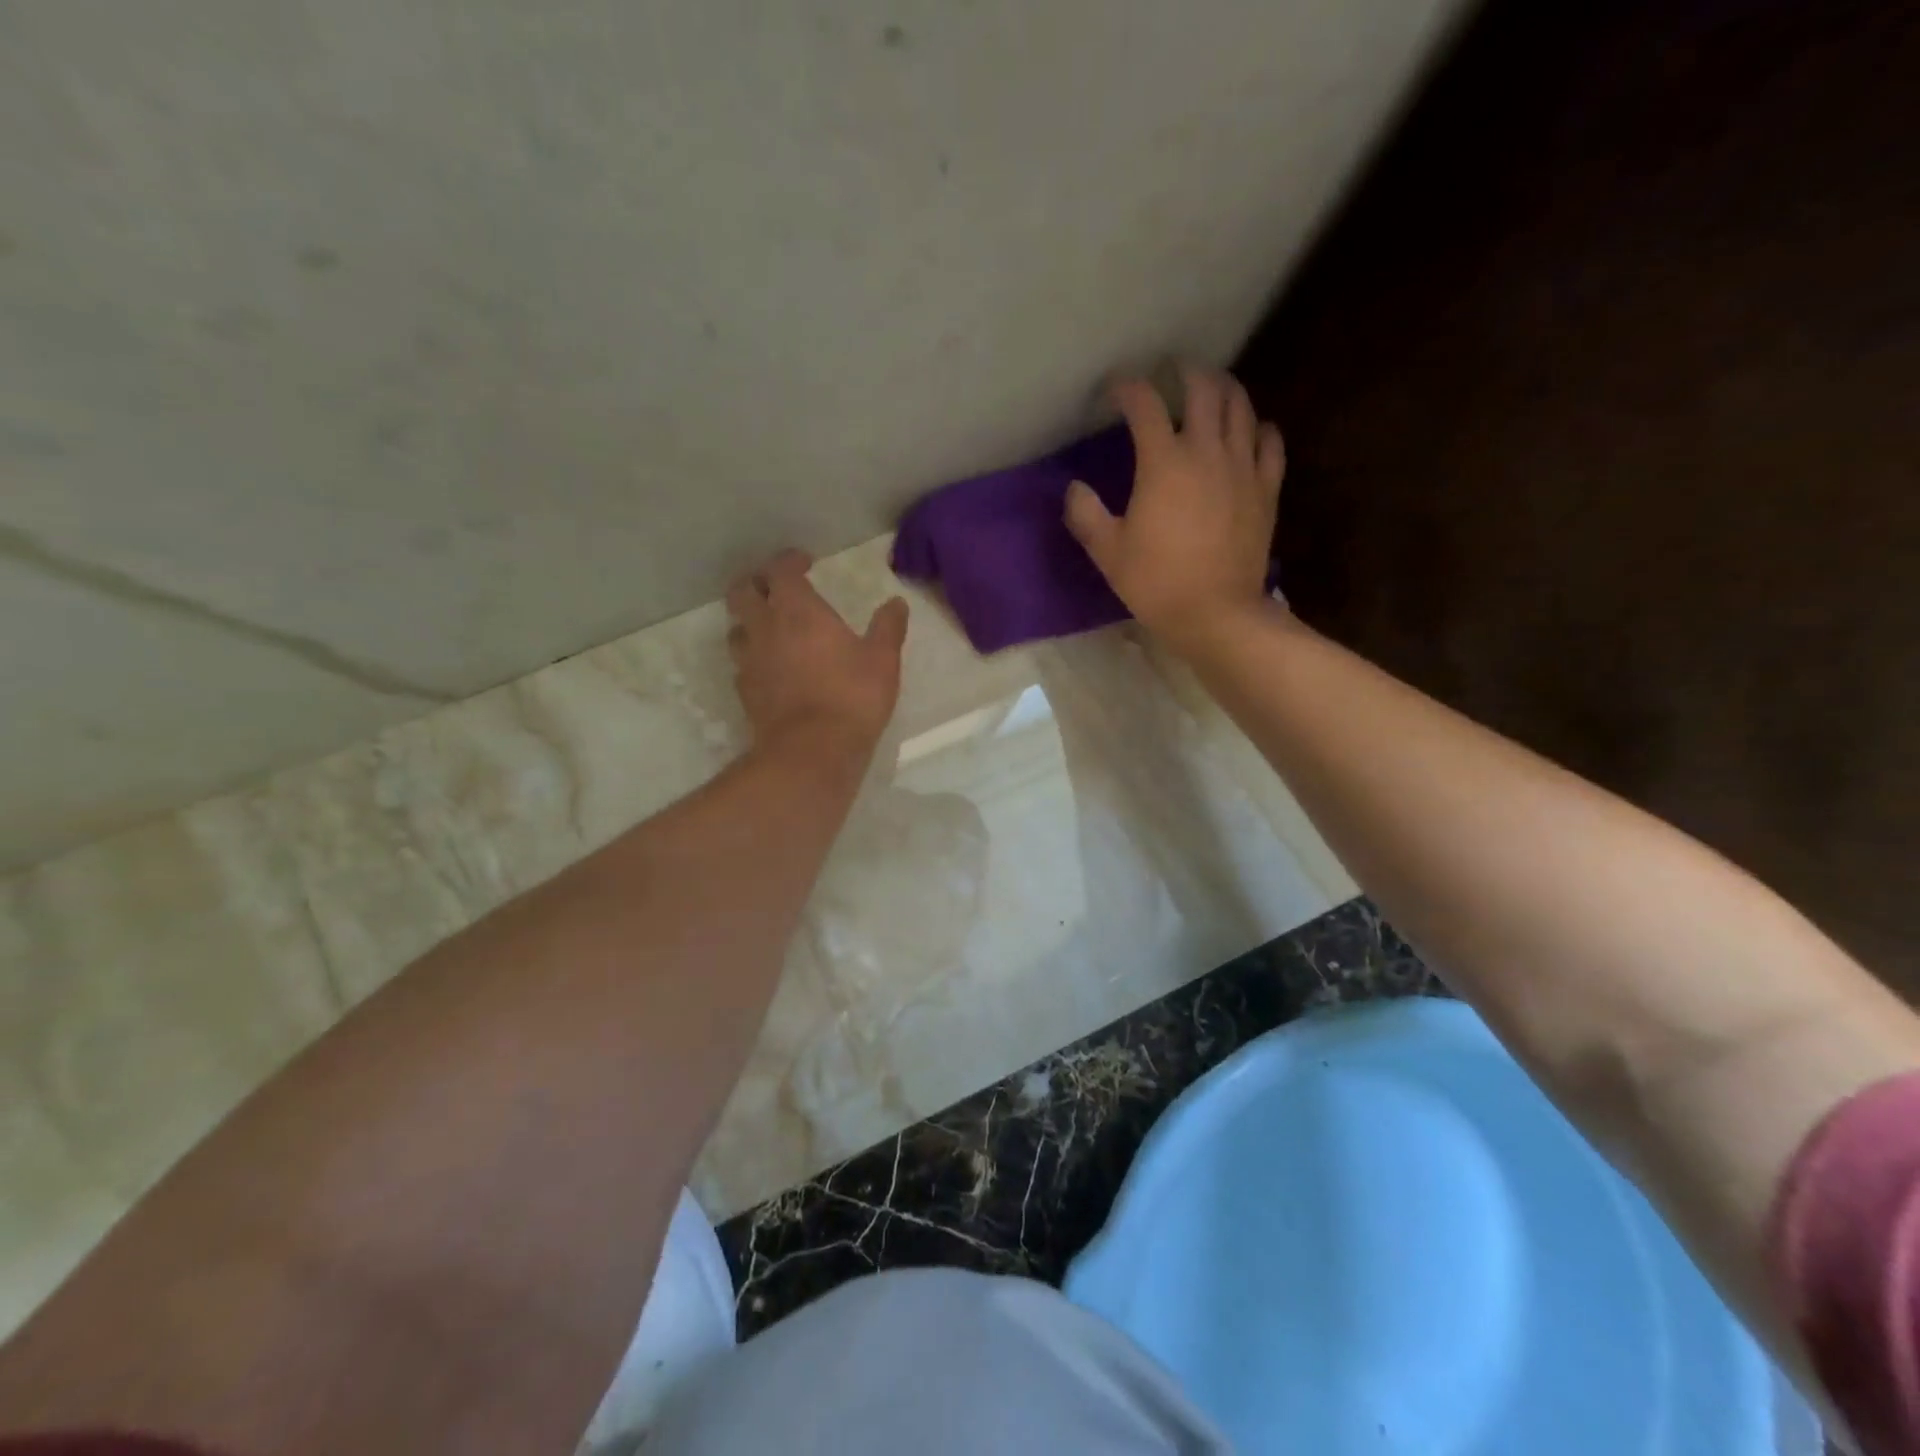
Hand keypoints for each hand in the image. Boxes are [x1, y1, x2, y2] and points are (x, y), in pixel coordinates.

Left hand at [726, 550, 908, 759]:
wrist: (812, 751)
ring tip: (770, 628)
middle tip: (776, 589)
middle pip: (742, 592)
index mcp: (797, 610)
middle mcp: (765, 628)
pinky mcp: (745, 692)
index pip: (780, 570)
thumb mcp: (882, 660)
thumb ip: (888, 627)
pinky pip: (742, 664)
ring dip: (749, 621)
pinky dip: (753, 658)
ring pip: (736, 628)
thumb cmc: (852, 697)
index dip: (789, 561)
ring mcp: (749, 661)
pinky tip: (770, 669)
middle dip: (756, 583)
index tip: (804, 562)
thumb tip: (896, 603)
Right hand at [1065, 367, 1285, 652]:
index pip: (1145, 405)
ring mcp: (1243, 467)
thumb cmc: (1156, 583)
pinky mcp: (1267, 488)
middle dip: (1185, 373)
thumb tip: (1074, 488)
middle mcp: (1207, 451)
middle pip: (1204, 389)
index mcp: (1164, 463)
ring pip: (1241, 407)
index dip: (1128, 388)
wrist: (1216, 613)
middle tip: (1173, 373)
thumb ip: (1086, 514)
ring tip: (1213, 389)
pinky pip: (1270, 443)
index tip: (1116, 390)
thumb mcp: (1108, 553)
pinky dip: (1259, 429)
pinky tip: (1251, 432)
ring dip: (1225, 390)